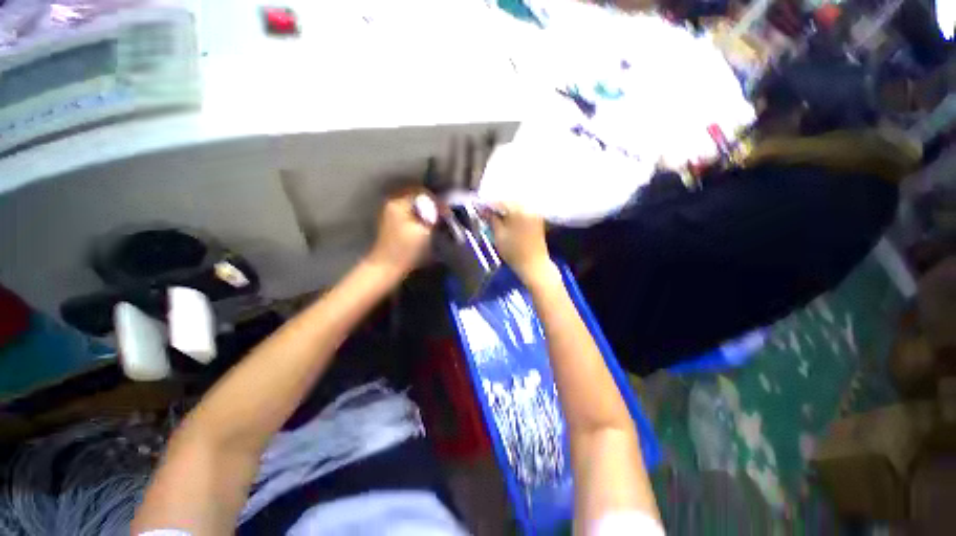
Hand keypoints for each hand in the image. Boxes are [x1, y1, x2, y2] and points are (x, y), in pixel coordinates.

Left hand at [367, 190, 435, 276]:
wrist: (387, 267)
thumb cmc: (406, 249)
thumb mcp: (423, 231)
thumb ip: (432, 215)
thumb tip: (439, 209)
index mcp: (399, 203)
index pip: (422, 192)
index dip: (437, 201)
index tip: (447, 212)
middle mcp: (392, 203)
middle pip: (416, 197)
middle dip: (432, 204)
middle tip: (443, 214)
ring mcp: (390, 214)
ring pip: (413, 205)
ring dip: (426, 210)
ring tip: (438, 219)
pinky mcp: (392, 224)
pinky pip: (409, 213)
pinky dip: (419, 216)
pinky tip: (427, 225)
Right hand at [489, 203, 556, 284]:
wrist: (534, 265)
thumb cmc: (514, 252)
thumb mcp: (499, 235)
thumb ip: (491, 219)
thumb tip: (482, 209)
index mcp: (519, 210)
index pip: (500, 201)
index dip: (487, 204)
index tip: (478, 208)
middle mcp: (529, 207)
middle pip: (509, 200)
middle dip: (497, 205)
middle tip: (485, 212)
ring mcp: (535, 212)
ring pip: (516, 204)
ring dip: (505, 208)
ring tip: (494, 215)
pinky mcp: (537, 218)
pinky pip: (523, 210)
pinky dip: (513, 212)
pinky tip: (506, 218)